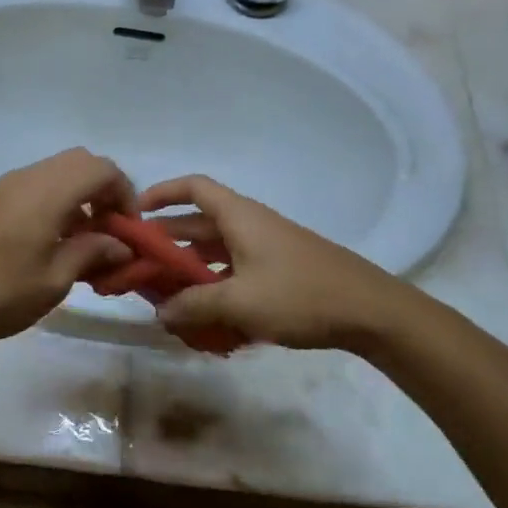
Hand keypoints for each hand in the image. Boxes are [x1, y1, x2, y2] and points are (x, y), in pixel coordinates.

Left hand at [0, 148, 134, 345]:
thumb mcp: (53, 281)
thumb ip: (91, 253)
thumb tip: (120, 244)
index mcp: (45, 194)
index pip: (101, 169)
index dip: (124, 192)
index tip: (127, 229)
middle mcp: (24, 178)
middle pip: (78, 162)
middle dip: (103, 189)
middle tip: (108, 228)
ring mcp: (1, 186)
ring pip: (53, 171)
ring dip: (76, 194)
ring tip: (79, 239)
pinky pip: (31, 185)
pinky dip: (51, 200)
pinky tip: (46, 239)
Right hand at [136, 174, 414, 350]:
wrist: (371, 311)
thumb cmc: (300, 295)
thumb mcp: (239, 302)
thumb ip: (194, 306)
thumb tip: (160, 313)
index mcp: (238, 217)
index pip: (193, 187)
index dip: (162, 193)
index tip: (136, 214)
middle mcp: (249, 226)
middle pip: (198, 224)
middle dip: (167, 244)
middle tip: (140, 268)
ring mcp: (266, 249)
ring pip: (216, 253)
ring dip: (190, 272)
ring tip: (166, 300)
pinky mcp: (279, 272)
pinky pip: (235, 272)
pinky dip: (216, 288)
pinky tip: (207, 320)